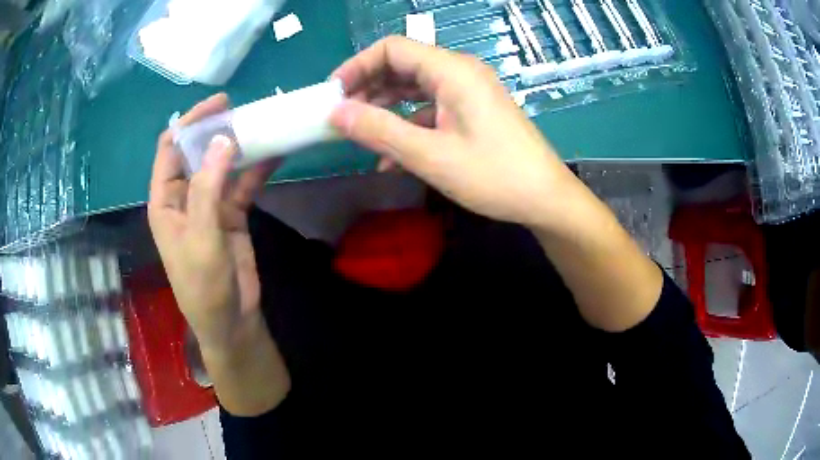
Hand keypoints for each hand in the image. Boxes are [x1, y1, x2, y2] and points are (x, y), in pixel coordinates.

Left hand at [148, 94, 277, 351]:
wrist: (231, 320)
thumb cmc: (203, 285)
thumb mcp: (200, 237)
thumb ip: (208, 188)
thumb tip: (222, 139)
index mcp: (165, 201)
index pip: (170, 150)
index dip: (189, 123)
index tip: (218, 105)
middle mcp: (184, 197)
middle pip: (196, 151)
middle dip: (216, 129)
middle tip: (244, 108)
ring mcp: (209, 204)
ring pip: (222, 165)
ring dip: (239, 145)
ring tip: (263, 123)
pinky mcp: (231, 213)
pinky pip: (243, 184)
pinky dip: (257, 168)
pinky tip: (276, 153)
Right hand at [329, 36, 585, 228]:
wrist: (545, 198)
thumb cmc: (494, 176)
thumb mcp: (430, 155)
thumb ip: (379, 130)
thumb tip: (336, 113)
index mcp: (452, 71)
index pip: (392, 49)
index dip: (357, 66)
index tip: (333, 94)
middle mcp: (460, 72)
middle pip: (402, 65)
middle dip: (368, 87)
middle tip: (341, 116)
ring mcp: (468, 91)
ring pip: (415, 87)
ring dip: (385, 107)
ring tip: (359, 134)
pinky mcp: (473, 110)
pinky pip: (431, 107)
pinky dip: (408, 123)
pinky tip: (391, 155)